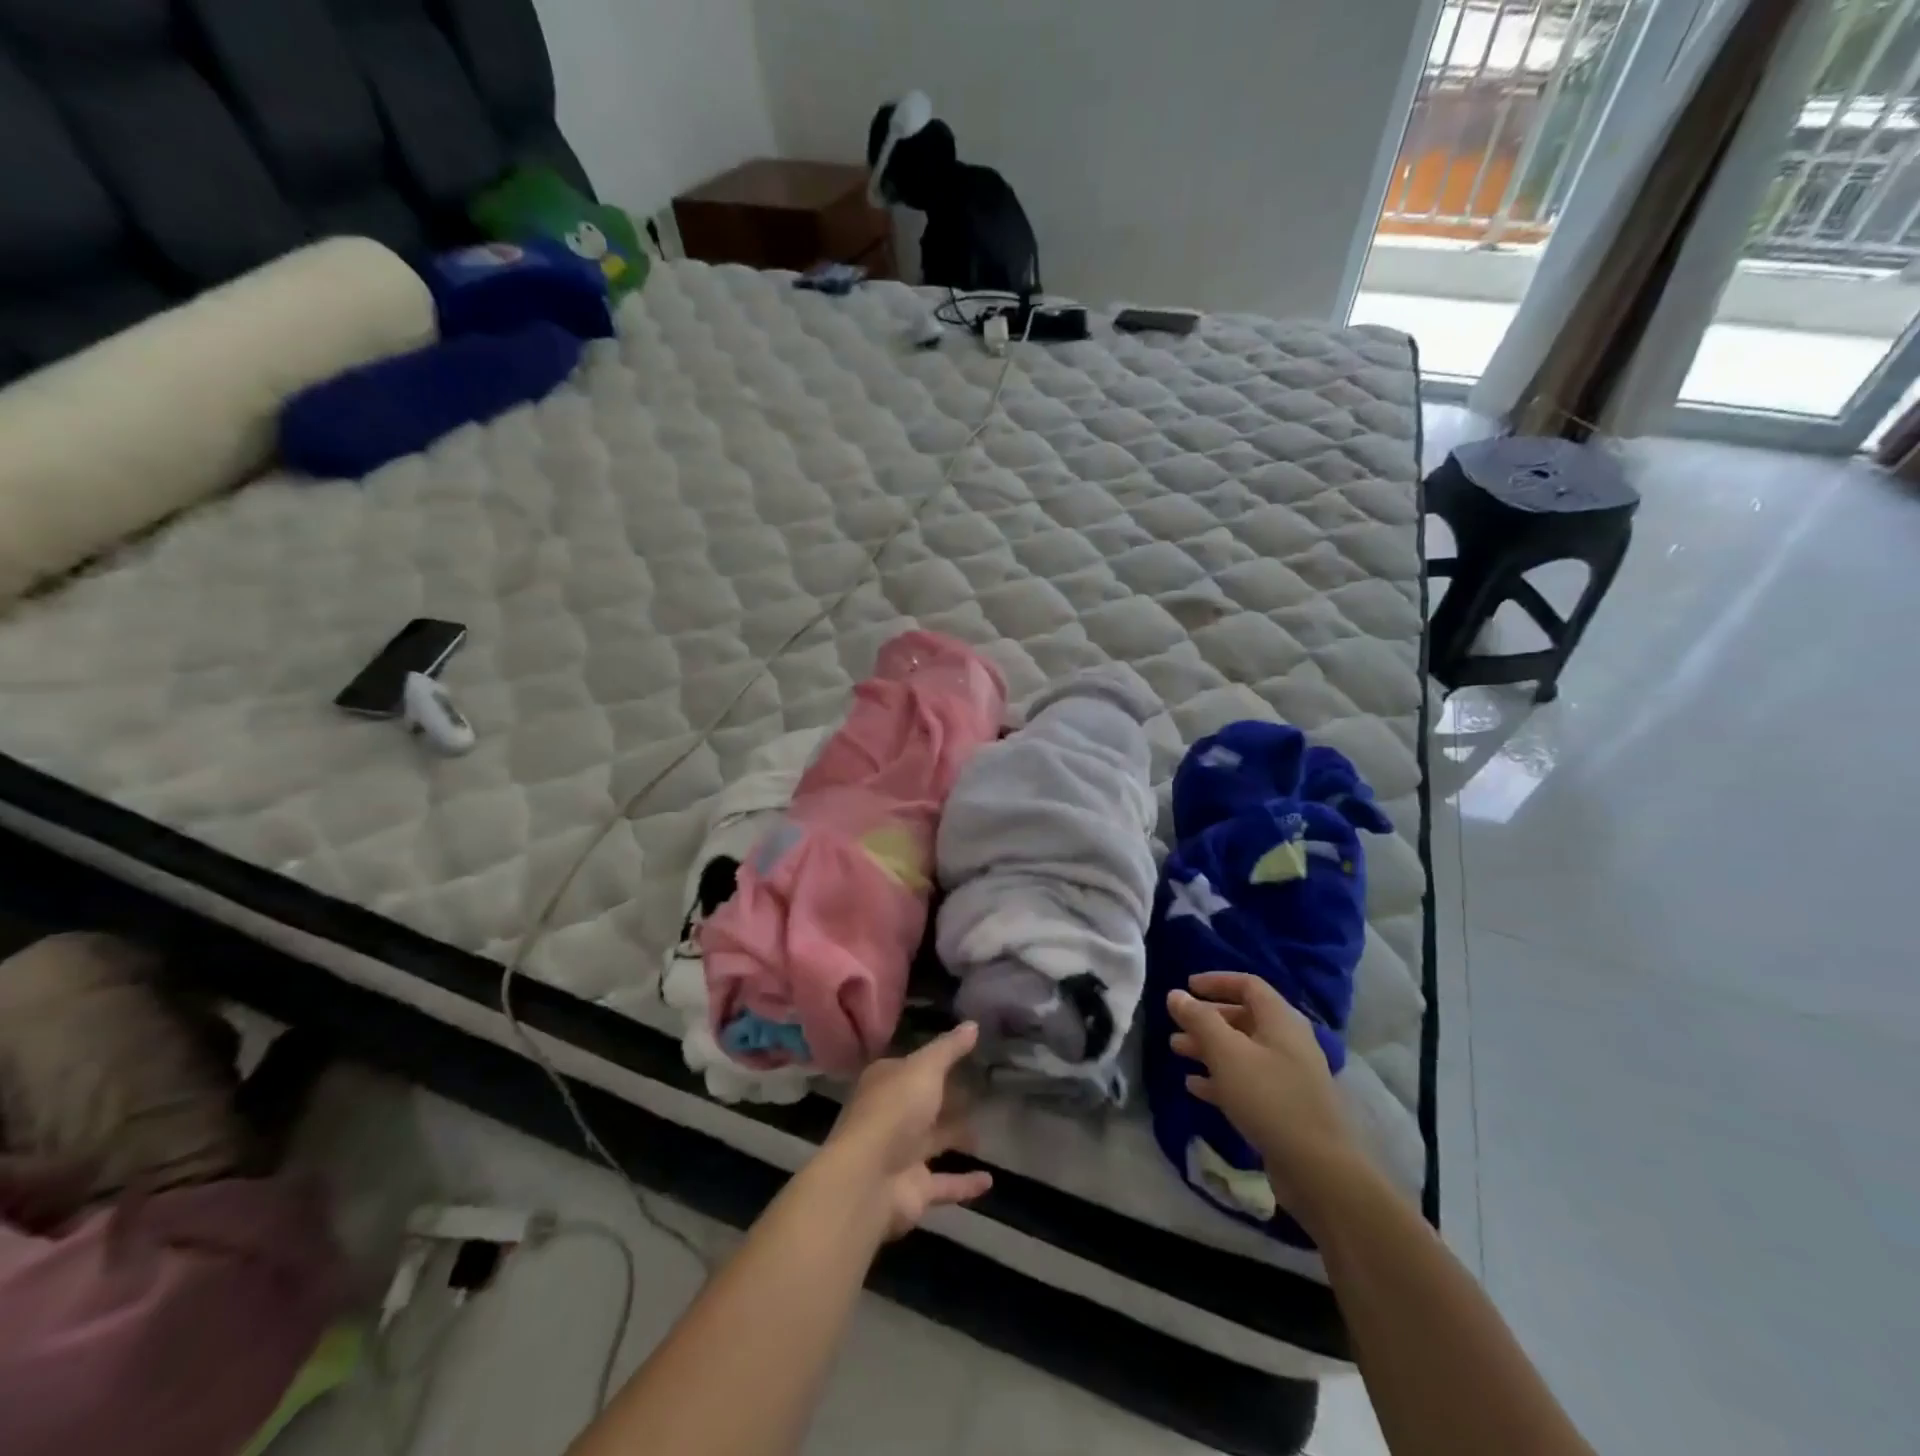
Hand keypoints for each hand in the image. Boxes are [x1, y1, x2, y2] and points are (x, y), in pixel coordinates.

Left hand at [821, 1022, 993, 1238]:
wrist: (868, 1179)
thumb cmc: (894, 1110)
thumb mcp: (924, 1068)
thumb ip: (949, 1049)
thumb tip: (973, 1024)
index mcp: (886, 1082)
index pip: (912, 1067)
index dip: (936, 1061)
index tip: (967, 1057)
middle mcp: (892, 1116)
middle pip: (925, 1104)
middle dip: (949, 1099)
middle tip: (984, 1091)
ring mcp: (901, 1154)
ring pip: (934, 1141)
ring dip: (958, 1137)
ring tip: (991, 1128)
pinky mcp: (914, 1189)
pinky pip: (945, 1183)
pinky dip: (965, 1182)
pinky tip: (990, 1180)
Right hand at [1167, 973, 1359, 1221]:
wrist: (1318, 1170)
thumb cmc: (1269, 1098)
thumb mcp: (1227, 1053)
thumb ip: (1199, 1020)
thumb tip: (1176, 995)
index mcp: (1281, 1021)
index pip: (1248, 985)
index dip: (1216, 981)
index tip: (1187, 987)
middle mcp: (1288, 1042)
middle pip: (1244, 1018)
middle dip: (1207, 1019)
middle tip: (1176, 1025)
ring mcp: (1289, 1076)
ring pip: (1242, 1051)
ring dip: (1209, 1048)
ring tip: (1177, 1051)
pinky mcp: (1284, 1107)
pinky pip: (1247, 1081)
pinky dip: (1221, 1077)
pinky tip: (1194, 1086)